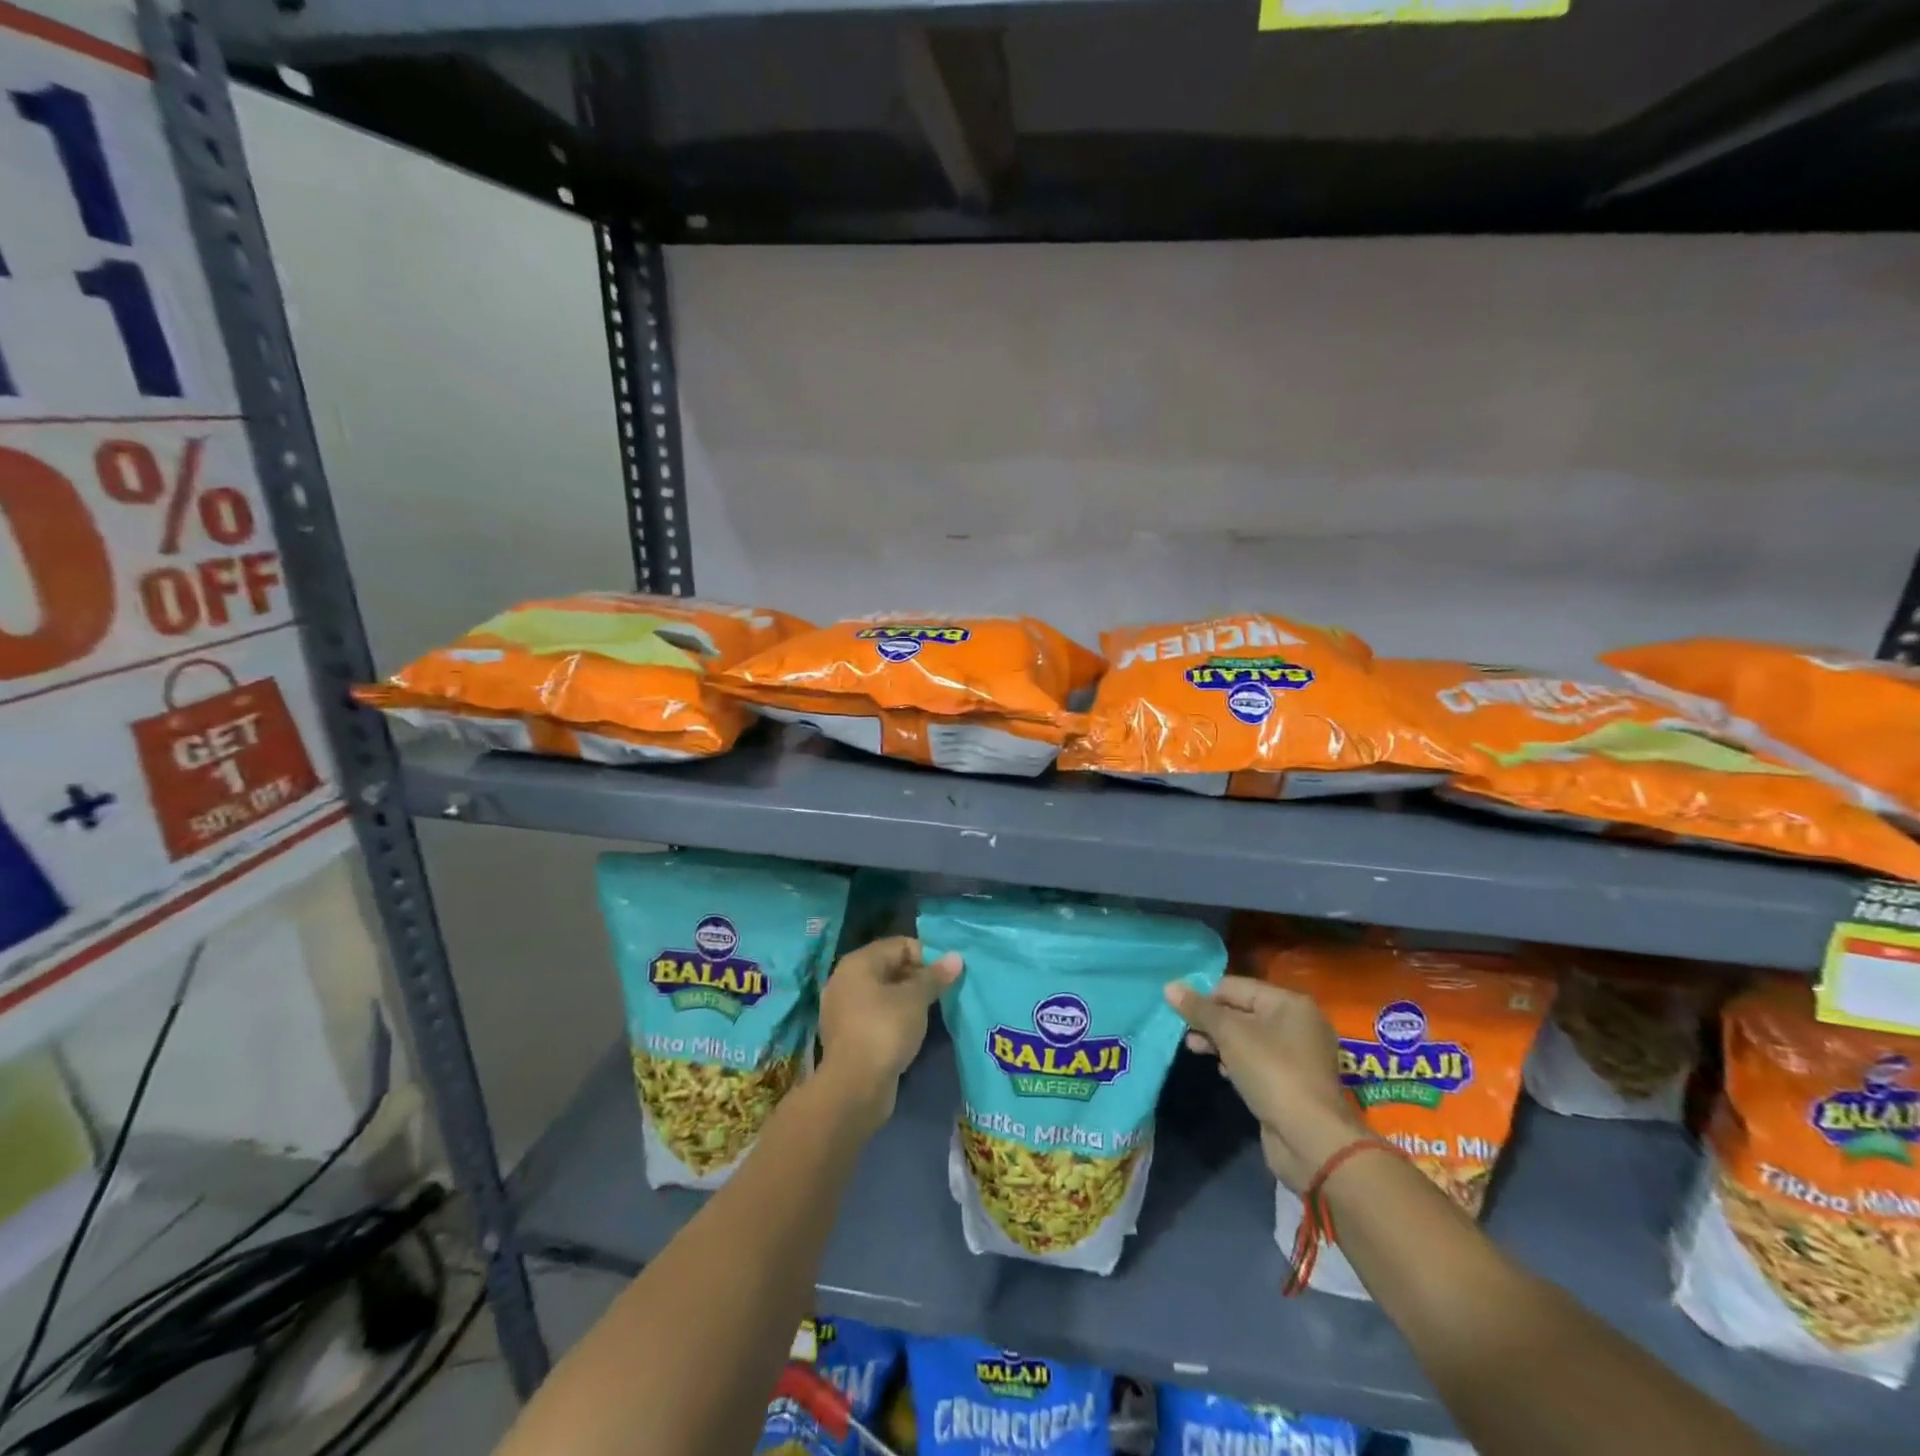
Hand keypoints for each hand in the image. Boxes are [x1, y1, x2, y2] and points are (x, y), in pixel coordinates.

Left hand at [818, 937, 962, 1127]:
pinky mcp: (846, 1034)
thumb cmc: (885, 1030)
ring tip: (929, 1012)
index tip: (946, 976)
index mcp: (858, 963)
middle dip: (917, 977)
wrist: (854, 1086)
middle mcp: (845, 979)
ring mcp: (842, 1008)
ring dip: (906, 999)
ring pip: (882, 993)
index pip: (899, 945)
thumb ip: (935, 976)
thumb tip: (956, 957)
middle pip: (889, 966)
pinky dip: (892, 1017)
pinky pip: (874, 1014)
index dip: (926, 956)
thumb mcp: (915, 999)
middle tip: (941, 994)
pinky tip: (910, 1031)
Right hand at [1165, 976, 1367, 1192]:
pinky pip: (1257, 1061)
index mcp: (1289, 1003)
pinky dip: (1236, 1062)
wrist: (1311, 1139)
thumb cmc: (1272, 1072)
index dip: (1204, 995)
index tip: (1178, 1010)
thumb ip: (1199, 1009)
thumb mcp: (1230, 1034)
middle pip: (1242, 1011)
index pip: (1235, 986)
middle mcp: (1297, 1023)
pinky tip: (1221, 1071)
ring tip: (1193, 1049)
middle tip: (1184, 1032)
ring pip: (1248, 1038)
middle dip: (1211, 1020)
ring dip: (1219, 1042)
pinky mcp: (1292, 1082)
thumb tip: (1170, 986)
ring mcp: (1297, 1055)